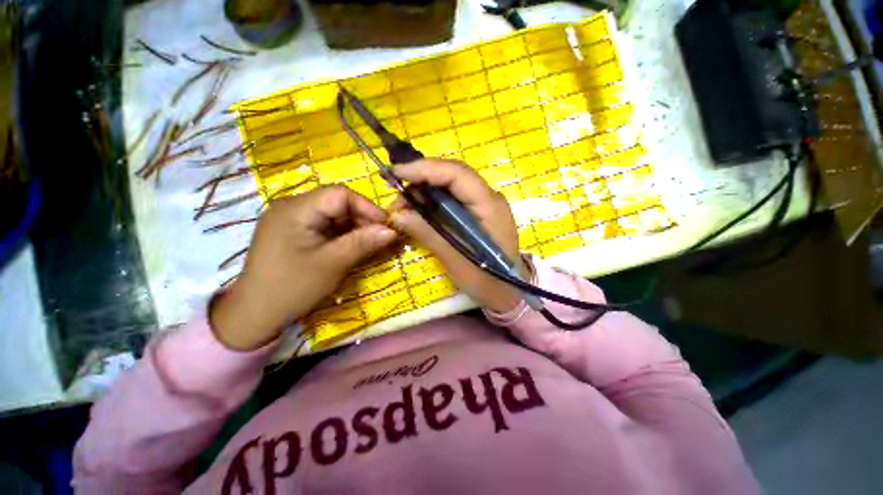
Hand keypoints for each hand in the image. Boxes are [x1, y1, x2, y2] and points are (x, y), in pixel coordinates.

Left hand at [210, 185, 397, 350]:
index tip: (387, 226)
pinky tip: (352, 246)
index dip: (368, 207)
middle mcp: (292, 207)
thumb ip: (363, 243)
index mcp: (296, 209)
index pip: (340, 194)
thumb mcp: (333, 264)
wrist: (255, 314)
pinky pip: (325, 225)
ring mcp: (292, 219)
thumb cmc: (292, 288)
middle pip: (337, 203)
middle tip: (381, 238)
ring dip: (355, 227)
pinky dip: (343, 234)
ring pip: (333, 214)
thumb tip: (393, 231)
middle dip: (363, 219)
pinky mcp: (295, 231)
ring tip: (370, 244)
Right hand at [389, 159, 526, 312]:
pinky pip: (453, 199)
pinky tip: (419, 212)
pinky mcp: (478, 213)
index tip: (396, 173)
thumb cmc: (486, 280)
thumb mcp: (455, 260)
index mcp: (489, 206)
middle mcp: (488, 198)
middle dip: (421, 180)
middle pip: (453, 176)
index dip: (426, 169)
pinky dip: (433, 203)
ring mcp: (484, 204)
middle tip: (396, 197)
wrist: (508, 292)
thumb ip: (428, 234)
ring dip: (425, 192)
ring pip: (451, 186)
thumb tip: (398, 215)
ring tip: (403, 208)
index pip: (457, 174)